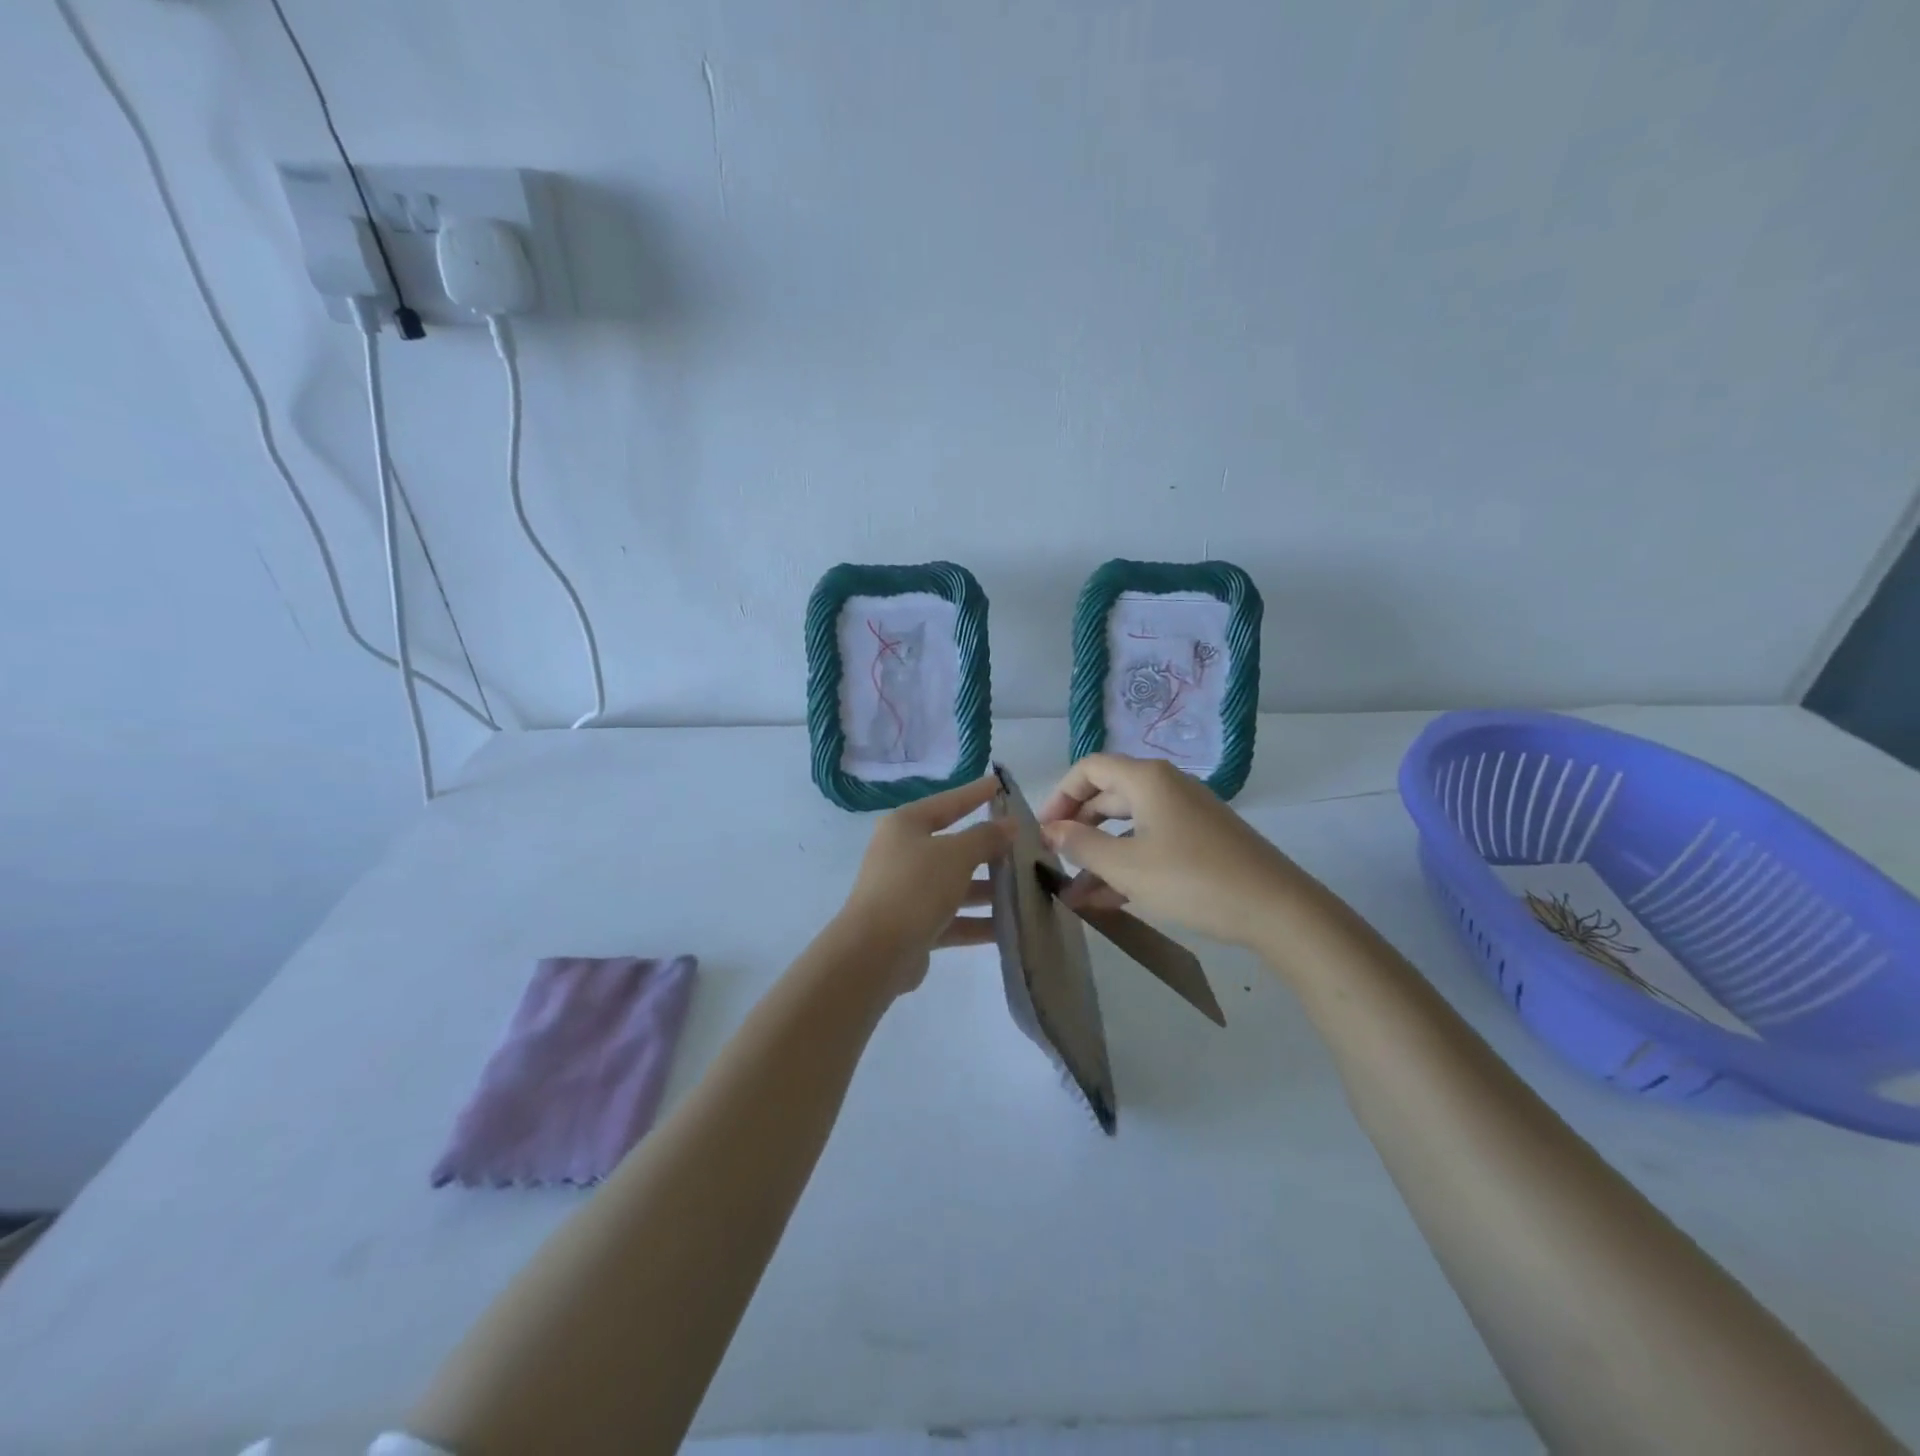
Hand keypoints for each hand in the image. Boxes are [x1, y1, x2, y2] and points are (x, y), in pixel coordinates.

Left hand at [835, 775, 1012, 993]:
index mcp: (906, 826)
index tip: (1000, 784)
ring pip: (956, 884)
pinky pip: (953, 918)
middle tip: (1027, 845)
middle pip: (954, 846)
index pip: (947, 803)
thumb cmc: (914, 888)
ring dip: (989, 889)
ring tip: (1028, 888)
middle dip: (990, 849)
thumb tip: (1009, 824)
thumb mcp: (955, 855)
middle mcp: (904, 854)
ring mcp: (908, 891)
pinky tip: (1011, 927)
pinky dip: (979, 921)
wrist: (874, 953)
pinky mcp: (915, 925)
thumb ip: (985, 837)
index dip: (975, 793)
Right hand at [1037, 754, 1305, 949]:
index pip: (1089, 769)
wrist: (1277, 909)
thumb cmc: (1192, 879)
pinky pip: (1151, 843)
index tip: (1042, 831)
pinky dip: (1127, 864)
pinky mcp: (1202, 841)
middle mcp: (1166, 787)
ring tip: (1074, 894)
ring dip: (1100, 855)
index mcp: (1147, 779)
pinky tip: (1108, 901)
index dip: (1060, 795)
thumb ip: (1081, 845)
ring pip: (1129, 826)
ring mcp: (1187, 814)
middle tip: (1054, 860)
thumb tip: (1050, 830)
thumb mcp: (1126, 866)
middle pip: (1108, 796)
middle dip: (1078, 828)